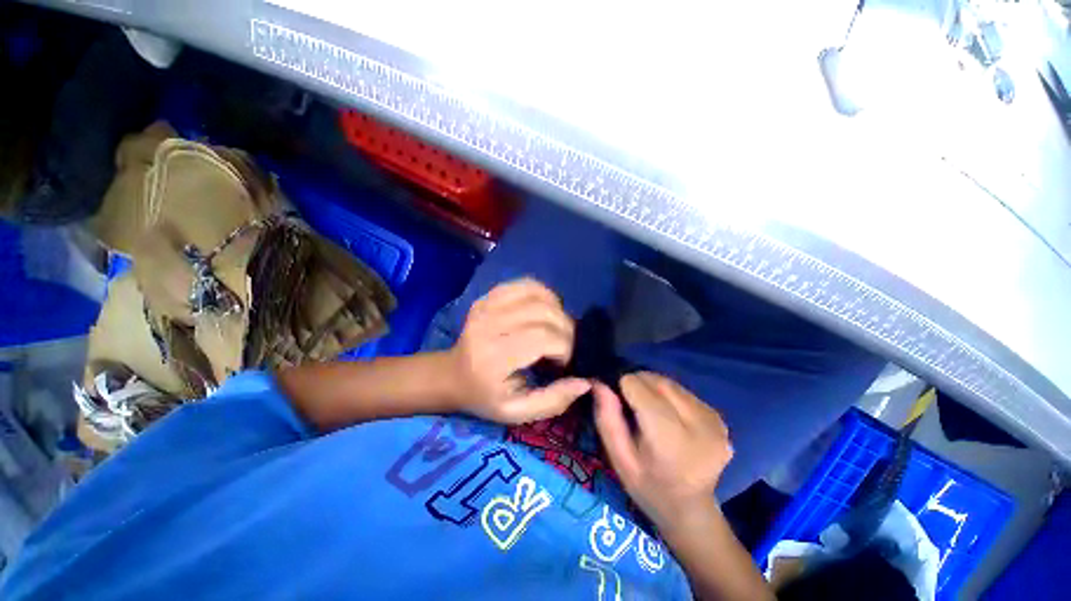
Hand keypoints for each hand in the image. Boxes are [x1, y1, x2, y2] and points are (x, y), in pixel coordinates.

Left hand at [447, 278, 590, 423]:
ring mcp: (487, 306)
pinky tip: (545, 310)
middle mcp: (489, 325)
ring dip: (557, 310)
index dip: (565, 347)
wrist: (452, 374)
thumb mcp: (517, 412)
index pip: (543, 338)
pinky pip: (526, 284)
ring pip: (538, 294)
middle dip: (566, 328)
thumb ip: (553, 401)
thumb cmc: (485, 396)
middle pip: (544, 312)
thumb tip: (585, 381)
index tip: (564, 361)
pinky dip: (544, 294)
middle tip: (564, 345)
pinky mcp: (489, 296)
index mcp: (494, 357)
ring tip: (556, 328)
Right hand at [593, 372, 732, 526]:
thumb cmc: (648, 487)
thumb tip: (599, 383)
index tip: (617, 399)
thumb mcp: (619, 459)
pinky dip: (669, 395)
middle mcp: (698, 425)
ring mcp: (714, 421)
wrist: (691, 510)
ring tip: (647, 408)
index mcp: (670, 440)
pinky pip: (684, 391)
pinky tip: (667, 414)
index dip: (623, 387)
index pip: (639, 387)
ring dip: (653, 387)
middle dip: (638, 383)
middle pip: (657, 381)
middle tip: (629, 402)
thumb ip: (607, 419)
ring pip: (670, 383)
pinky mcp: (720, 418)